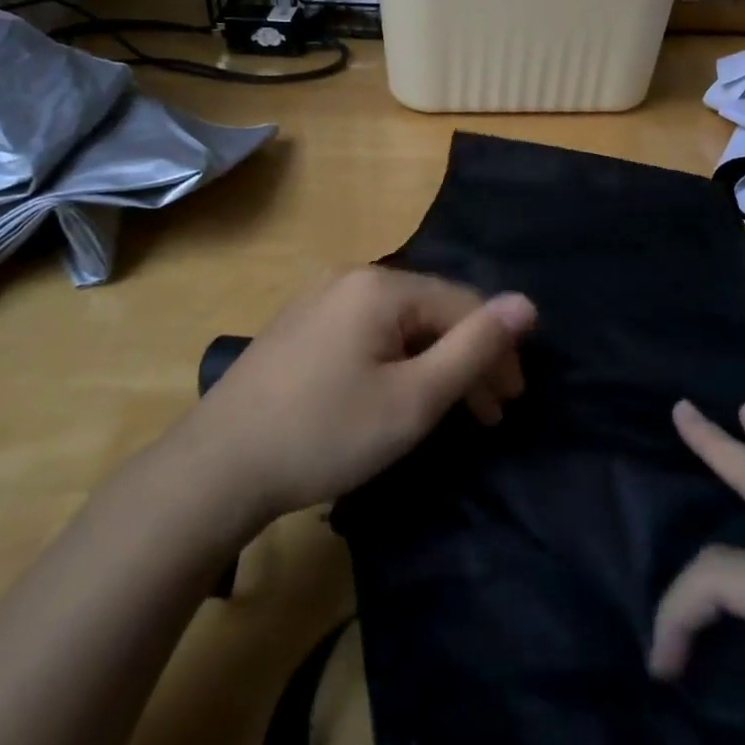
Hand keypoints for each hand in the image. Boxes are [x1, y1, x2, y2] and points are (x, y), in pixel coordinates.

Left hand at [183, 268, 534, 523]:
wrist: (217, 467)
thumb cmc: (325, 433)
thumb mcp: (414, 399)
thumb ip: (474, 348)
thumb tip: (527, 302)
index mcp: (382, 286)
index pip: (463, 305)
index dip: (496, 351)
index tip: (509, 404)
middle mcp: (351, 277)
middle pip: (431, 311)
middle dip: (466, 359)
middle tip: (488, 414)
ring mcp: (320, 298)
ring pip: (400, 324)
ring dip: (433, 363)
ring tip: (449, 411)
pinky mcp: (301, 325)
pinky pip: (367, 332)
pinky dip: (395, 362)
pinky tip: (397, 394)